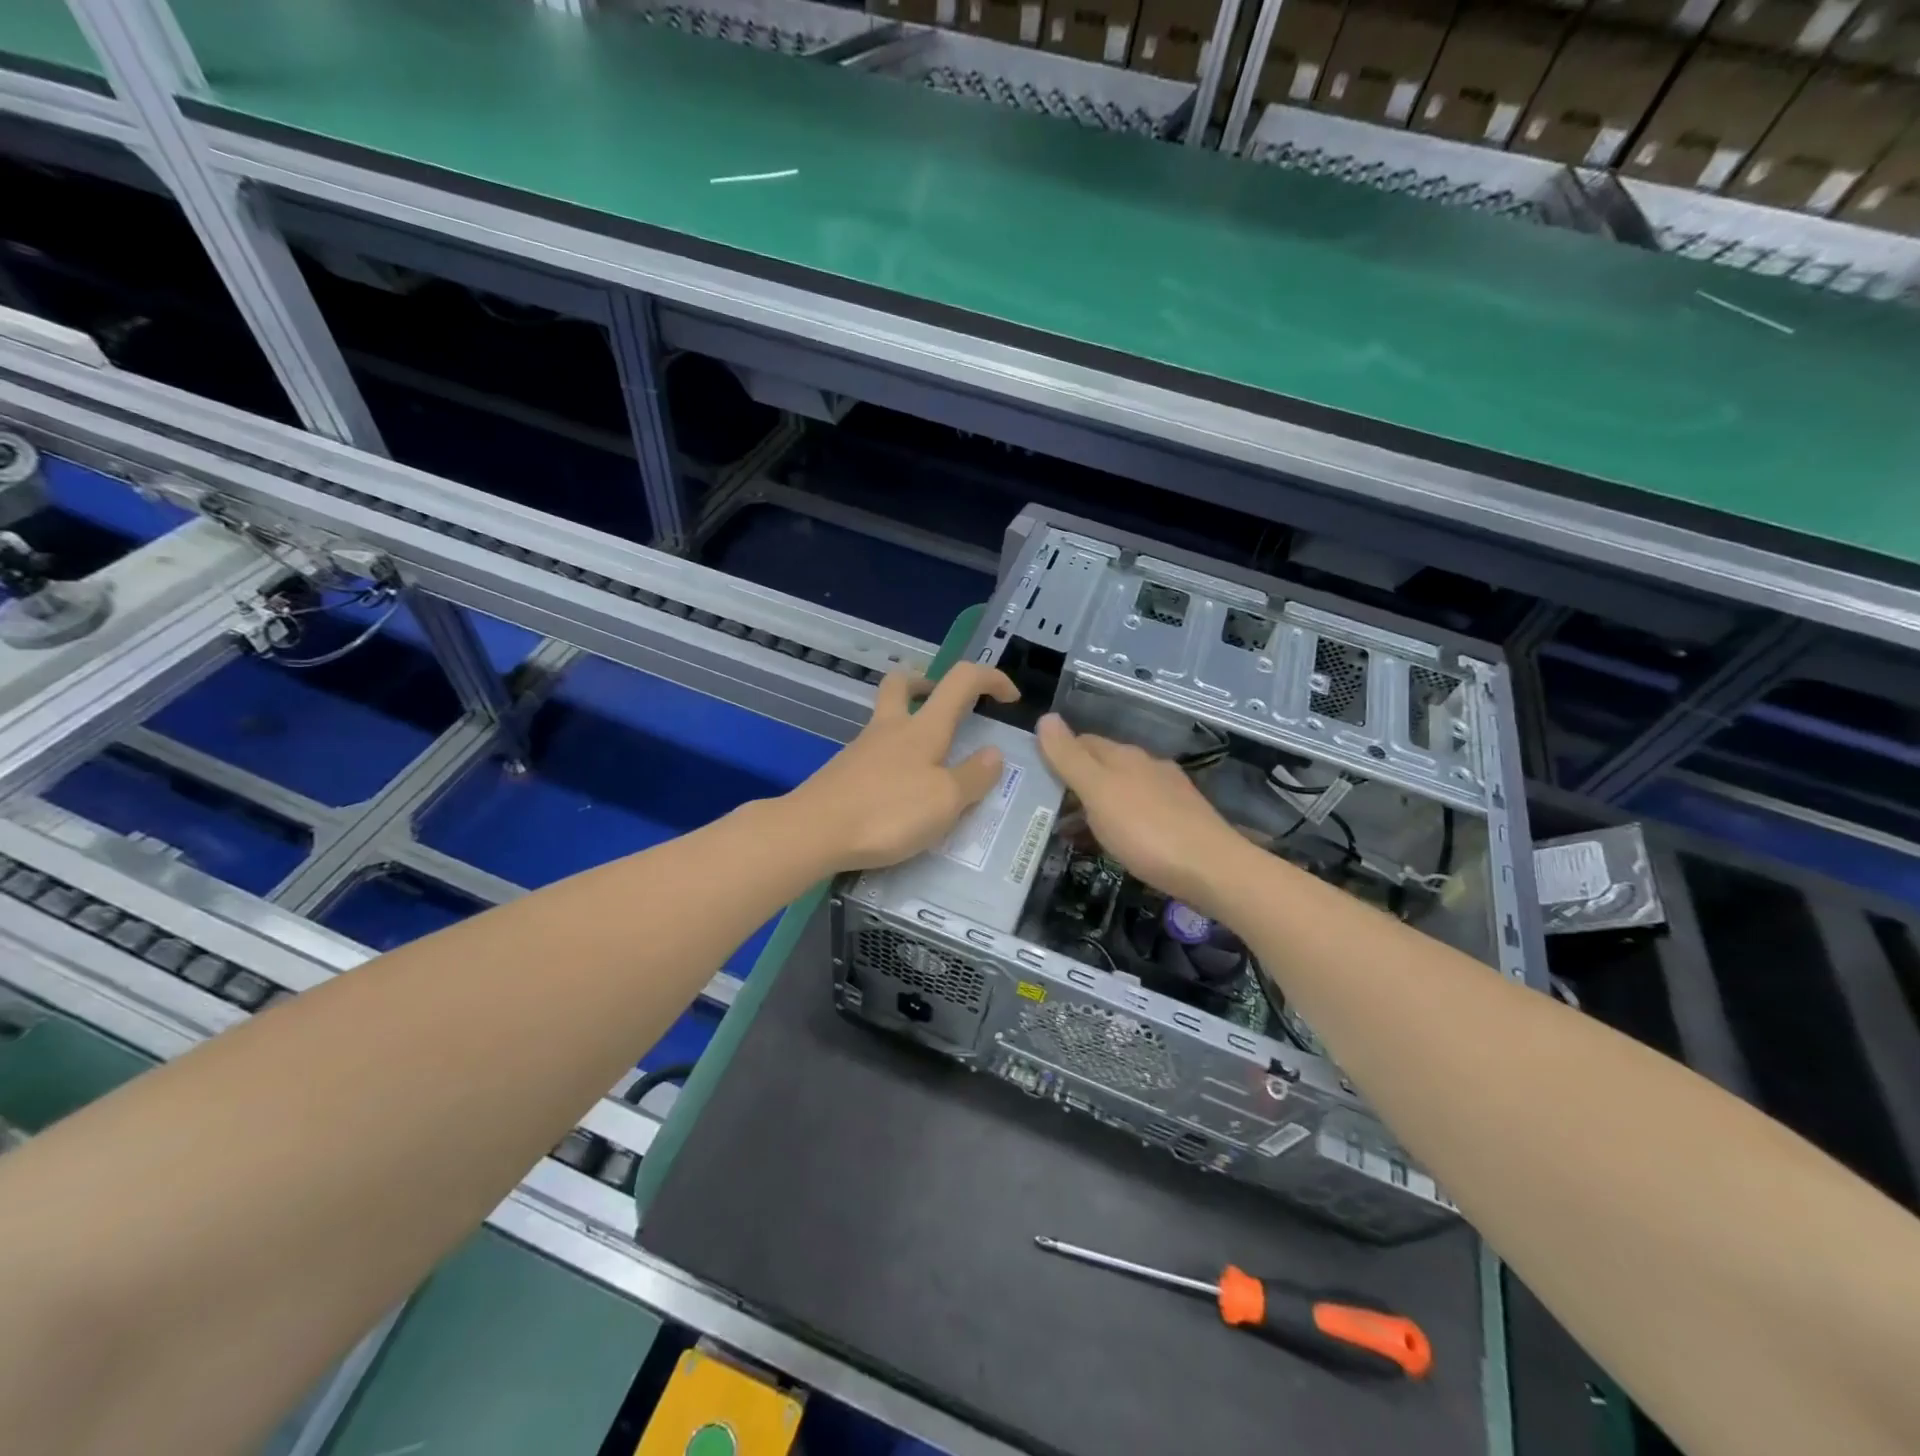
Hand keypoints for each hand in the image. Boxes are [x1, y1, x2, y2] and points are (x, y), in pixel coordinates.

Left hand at [787, 663, 1019, 871]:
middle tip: (946, 704)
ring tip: (932, 764)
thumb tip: (994, 753)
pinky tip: (900, 793)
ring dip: (910, 725)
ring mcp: (862, 749)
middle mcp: (890, 728)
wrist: (813, 832)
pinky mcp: (843, 773)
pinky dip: (894, 760)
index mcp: (923, 728)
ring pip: (886, 718)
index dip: (990, 678)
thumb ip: (974, 776)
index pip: (961, 680)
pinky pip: (875, 753)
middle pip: (903, 683)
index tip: (1010, 698)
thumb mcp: (946, 801)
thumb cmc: (888, 813)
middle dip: (928, 683)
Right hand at [1036, 713, 1254, 917]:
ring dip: (1093, 805)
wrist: (1213, 870)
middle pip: (1101, 766)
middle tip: (1043, 809)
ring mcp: (1167, 792)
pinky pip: (1137, 812)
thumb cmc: (1146, 830)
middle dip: (1073, 782)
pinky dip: (1116, 822)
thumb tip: (1046, 717)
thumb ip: (1069, 757)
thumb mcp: (1098, 792)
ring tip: (1070, 831)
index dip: (1056, 754)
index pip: (1081, 741)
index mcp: (1123, 756)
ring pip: (1120, 790)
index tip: (1031, 776)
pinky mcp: (1181, 819)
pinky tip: (1113, 843)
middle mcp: (1146, 766)